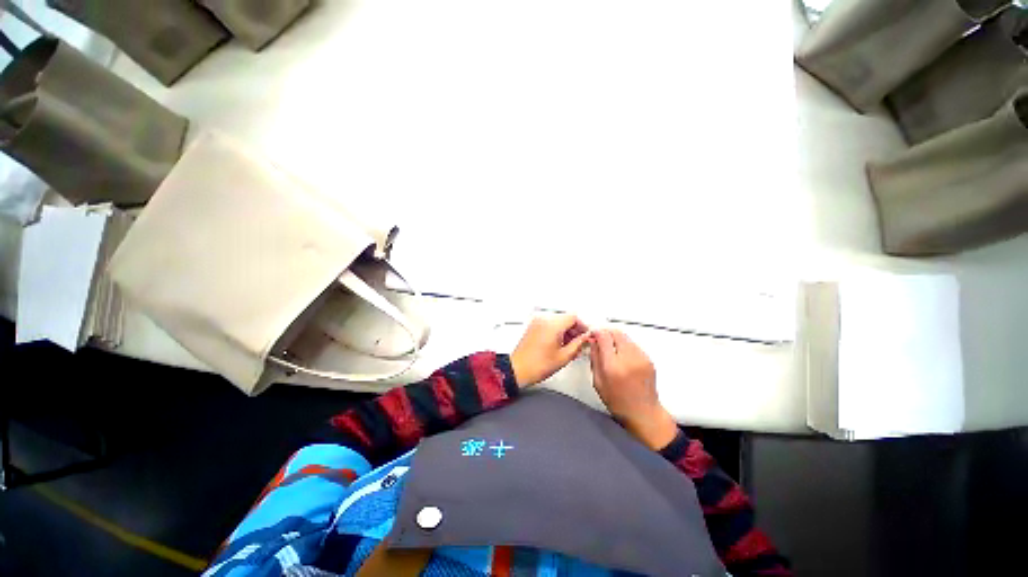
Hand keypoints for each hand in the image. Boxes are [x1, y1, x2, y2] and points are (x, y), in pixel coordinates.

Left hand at [510, 314, 589, 386]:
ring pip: (558, 321)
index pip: (574, 317)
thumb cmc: (535, 365)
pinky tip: (561, 345)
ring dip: (567, 331)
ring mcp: (537, 322)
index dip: (583, 326)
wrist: (518, 369)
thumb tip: (585, 338)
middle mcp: (544, 320)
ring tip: (571, 347)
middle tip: (581, 342)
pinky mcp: (534, 327)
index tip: (586, 335)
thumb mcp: (564, 356)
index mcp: (552, 325)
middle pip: (566, 318)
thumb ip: (578, 344)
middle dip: (575, 330)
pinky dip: (557, 332)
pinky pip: (550, 325)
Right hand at [589, 329, 677, 449]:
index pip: (604, 337)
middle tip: (600, 339)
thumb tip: (593, 342)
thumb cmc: (619, 402)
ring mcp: (641, 358)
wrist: (644, 413)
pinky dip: (625, 346)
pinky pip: (633, 345)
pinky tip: (621, 357)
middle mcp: (629, 359)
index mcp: (613, 366)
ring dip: (616, 339)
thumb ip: (595, 358)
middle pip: (616, 332)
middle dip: (606, 333)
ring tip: (611, 350)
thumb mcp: (598, 381)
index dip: (596, 332)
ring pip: (625, 337)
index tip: (592, 335)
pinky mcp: (648, 359)